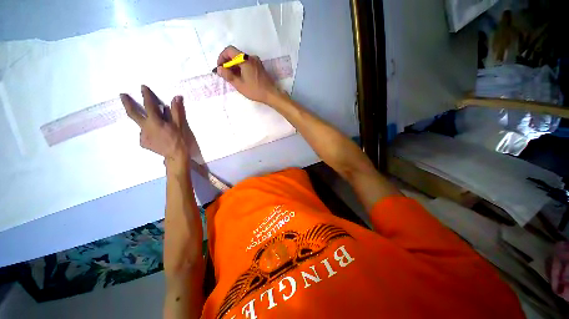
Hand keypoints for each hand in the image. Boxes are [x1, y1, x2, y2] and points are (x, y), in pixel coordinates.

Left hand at [120, 85, 195, 173]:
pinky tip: (156, 137)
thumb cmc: (180, 139)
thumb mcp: (180, 125)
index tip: (142, 87)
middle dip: (127, 103)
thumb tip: (176, 97)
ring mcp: (142, 135)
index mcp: (154, 121)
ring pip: (141, 125)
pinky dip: (149, 132)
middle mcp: (145, 127)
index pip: (149, 105)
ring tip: (155, 127)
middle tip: (122, 95)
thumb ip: (176, 111)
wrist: (176, 156)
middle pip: (133, 113)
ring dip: (145, 122)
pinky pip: (144, 134)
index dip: (146, 95)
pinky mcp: (143, 143)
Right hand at [213, 46, 282, 104]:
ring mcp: (257, 62)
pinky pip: (247, 64)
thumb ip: (228, 76)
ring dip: (234, 66)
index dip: (221, 57)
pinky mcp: (259, 67)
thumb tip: (219, 69)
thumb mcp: (239, 84)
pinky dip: (241, 68)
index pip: (229, 50)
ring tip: (232, 77)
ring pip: (241, 60)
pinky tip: (240, 77)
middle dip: (227, 63)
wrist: (271, 94)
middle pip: (235, 55)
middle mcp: (251, 58)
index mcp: (245, 60)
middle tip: (224, 74)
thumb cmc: (255, 90)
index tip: (220, 67)